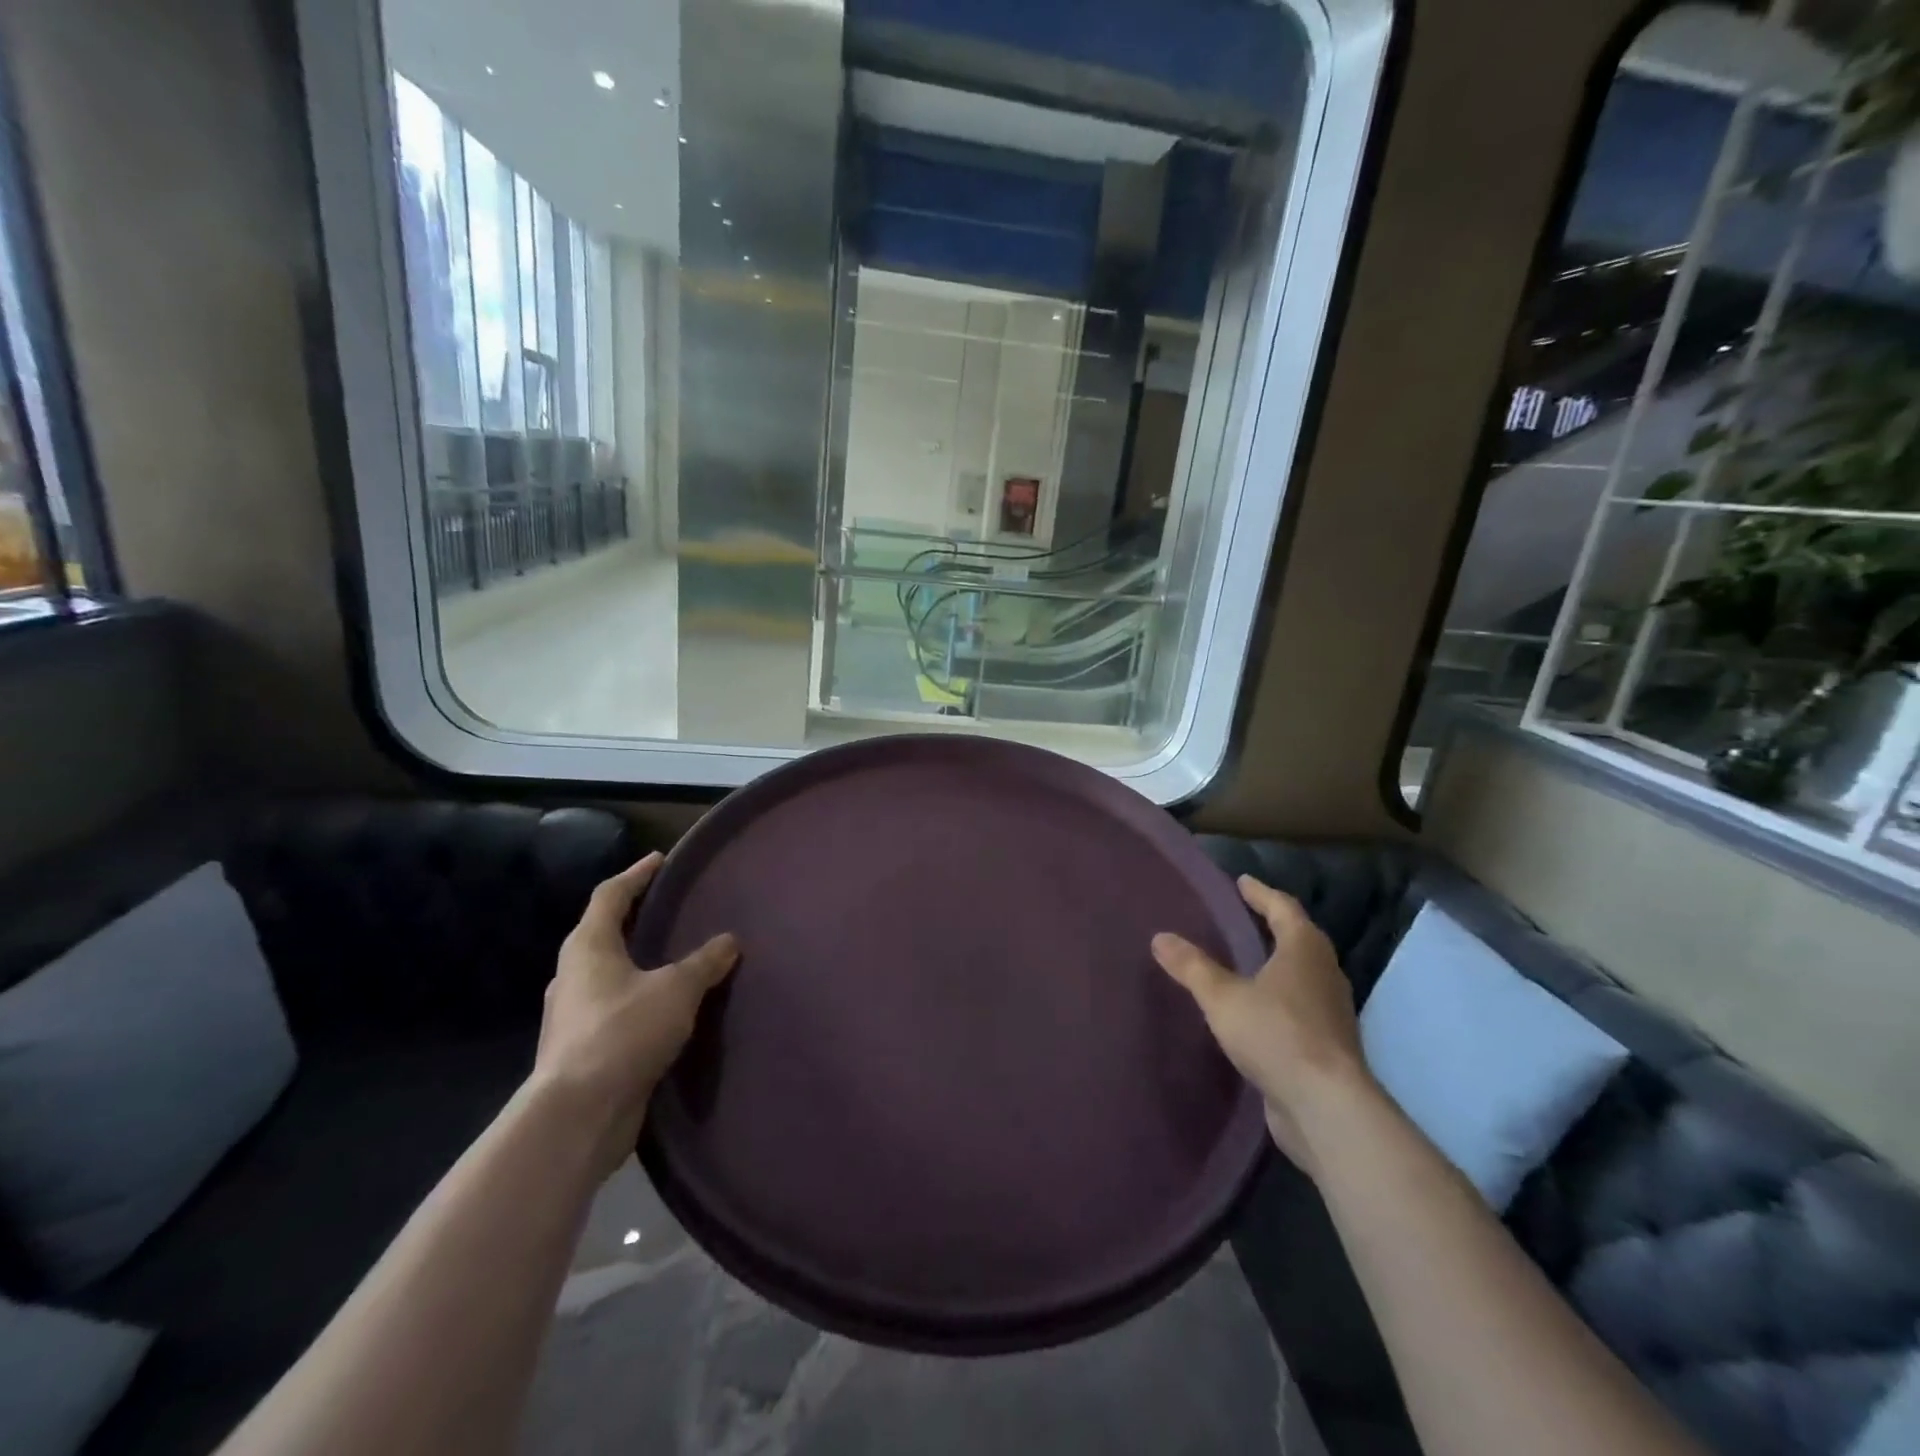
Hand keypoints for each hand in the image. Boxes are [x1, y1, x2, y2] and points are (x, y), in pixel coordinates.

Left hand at [534, 853, 737, 1173]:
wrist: (578, 1114)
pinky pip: (613, 1009)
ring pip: (606, 974)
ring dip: (635, 962)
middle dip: (634, 918)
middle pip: (603, 933)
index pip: (611, 895)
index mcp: (589, 947)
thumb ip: (704, 962)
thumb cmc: (623, 1032)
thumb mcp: (676, 989)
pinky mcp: (581, 1048)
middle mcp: (573, 974)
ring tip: (671, 959)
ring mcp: (572, 1014)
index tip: (660, 860)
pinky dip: (637, 998)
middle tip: (669, 909)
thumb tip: (729, 941)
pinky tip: (664, 1009)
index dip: (636, 874)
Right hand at [1152, 876, 1371, 1175]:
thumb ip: (1192, 967)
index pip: (1283, 908)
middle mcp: (1324, 973)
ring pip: (1303, 974)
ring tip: (1246, 960)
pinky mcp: (1327, 1045)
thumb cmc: (1276, 1034)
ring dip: (1278, 963)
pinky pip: (1300, 1007)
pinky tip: (1257, 1009)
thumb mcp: (1222, 997)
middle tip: (1244, 917)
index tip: (1241, 882)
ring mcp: (1330, 1011)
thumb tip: (1160, 937)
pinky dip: (1279, 997)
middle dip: (1274, 925)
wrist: (1326, 1107)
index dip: (1261, 893)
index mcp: (1304, 950)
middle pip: (1300, 938)